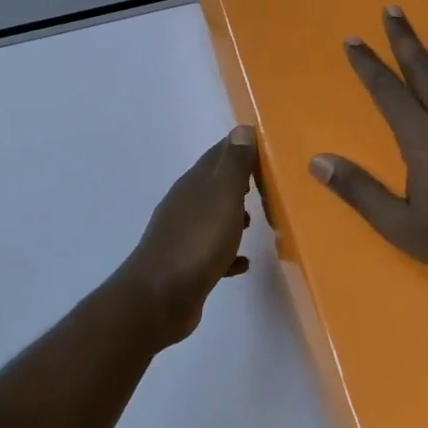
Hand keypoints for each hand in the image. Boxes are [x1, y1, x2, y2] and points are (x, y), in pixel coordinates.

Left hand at [116, 126, 260, 343]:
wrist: (159, 298)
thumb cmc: (197, 242)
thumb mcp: (222, 197)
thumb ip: (233, 165)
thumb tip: (241, 129)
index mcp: (193, 185)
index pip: (217, 155)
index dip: (239, 148)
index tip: (265, 148)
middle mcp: (185, 206)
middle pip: (214, 187)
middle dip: (239, 184)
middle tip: (268, 186)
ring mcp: (182, 237)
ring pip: (212, 219)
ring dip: (233, 218)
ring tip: (258, 222)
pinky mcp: (185, 267)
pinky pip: (212, 253)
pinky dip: (228, 253)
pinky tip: (243, 264)